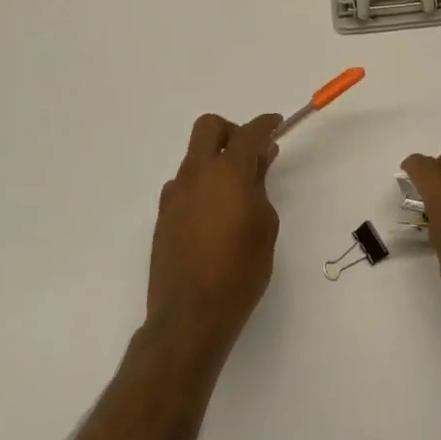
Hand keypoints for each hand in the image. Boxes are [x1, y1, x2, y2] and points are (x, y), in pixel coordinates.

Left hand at [146, 113, 281, 354]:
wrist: (190, 315)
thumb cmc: (240, 269)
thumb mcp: (265, 224)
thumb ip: (260, 185)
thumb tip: (259, 159)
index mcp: (227, 171)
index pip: (248, 132)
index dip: (266, 124)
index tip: (277, 125)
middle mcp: (196, 174)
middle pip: (209, 127)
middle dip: (231, 131)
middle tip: (249, 154)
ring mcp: (175, 195)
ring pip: (194, 157)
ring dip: (214, 162)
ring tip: (234, 193)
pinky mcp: (163, 217)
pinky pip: (184, 185)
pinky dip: (200, 186)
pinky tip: (213, 215)